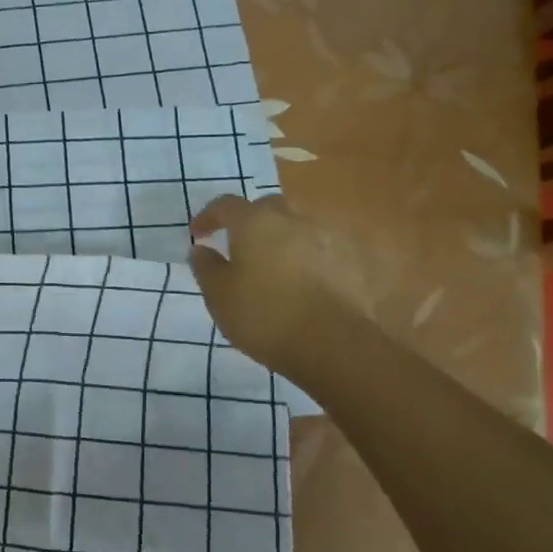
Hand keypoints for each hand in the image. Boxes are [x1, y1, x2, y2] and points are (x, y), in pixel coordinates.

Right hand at [188, 193, 334, 379]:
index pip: (226, 206)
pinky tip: (306, 283)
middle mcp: (294, 219)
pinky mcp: (354, 261)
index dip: (209, 217)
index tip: (198, 235)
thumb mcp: (219, 296)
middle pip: (268, 208)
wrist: (334, 345)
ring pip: (299, 227)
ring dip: (283, 239)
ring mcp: (329, 238)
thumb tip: (201, 250)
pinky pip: (324, 251)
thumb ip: (206, 267)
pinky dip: (311, 259)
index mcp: (256, 222)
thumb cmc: (264, 316)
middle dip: (251, 221)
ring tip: (275, 267)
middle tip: (240, 246)